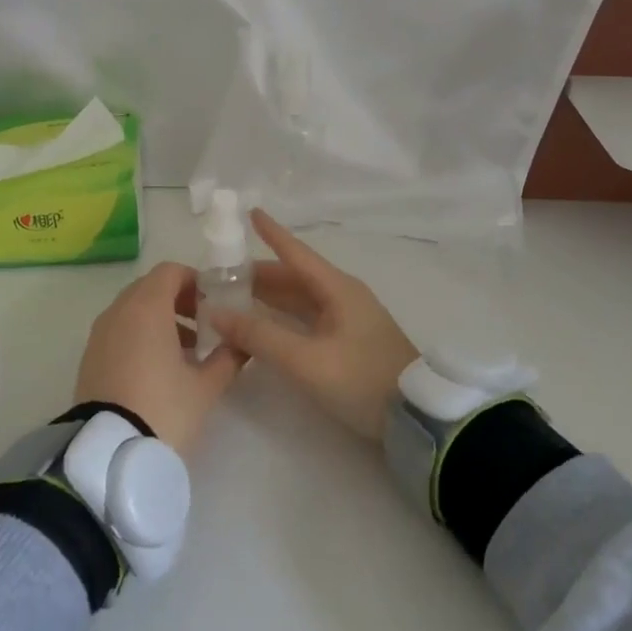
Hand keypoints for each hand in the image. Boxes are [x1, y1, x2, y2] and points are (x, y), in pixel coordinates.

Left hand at [76, 261, 244, 457]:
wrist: (109, 452)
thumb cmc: (164, 408)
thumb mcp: (206, 386)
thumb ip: (229, 357)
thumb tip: (244, 343)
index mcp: (146, 307)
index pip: (170, 272)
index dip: (196, 281)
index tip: (216, 304)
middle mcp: (118, 312)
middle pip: (150, 288)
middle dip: (180, 301)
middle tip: (205, 326)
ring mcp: (100, 334)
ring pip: (133, 310)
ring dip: (161, 319)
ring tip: (188, 352)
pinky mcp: (90, 358)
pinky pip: (120, 331)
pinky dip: (140, 336)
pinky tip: (160, 369)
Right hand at [203, 210, 418, 443]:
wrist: (415, 418)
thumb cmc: (361, 379)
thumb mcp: (306, 360)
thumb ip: (260, 336)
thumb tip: (216, 313)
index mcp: (337, 289)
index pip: (296, 253)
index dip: (272, 233)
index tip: (250, 212)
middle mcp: (342, 297)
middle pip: (294, 278)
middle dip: (258, 274)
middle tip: (220, 276)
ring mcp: (347, 320)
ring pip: (300, 300)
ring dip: (268, 298)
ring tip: (232, 298)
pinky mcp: (348, 342)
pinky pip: (307, 319)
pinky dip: (281, 318)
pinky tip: (262, 326)